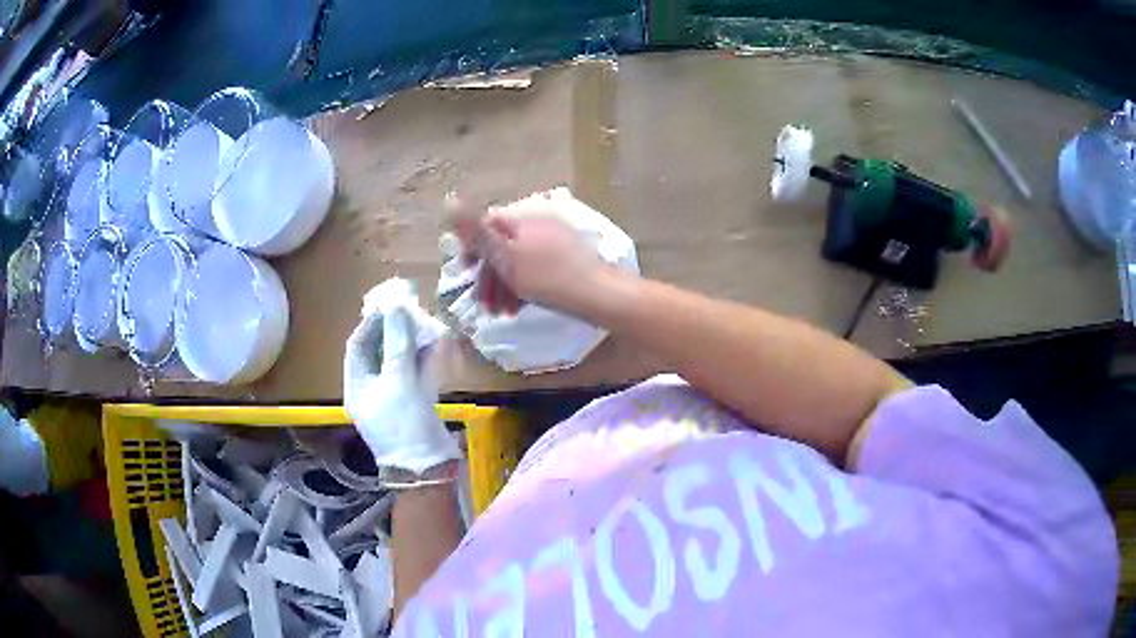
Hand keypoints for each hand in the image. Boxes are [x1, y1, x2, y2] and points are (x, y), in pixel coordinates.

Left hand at [344, 278, 459, 474]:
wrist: (428, 467)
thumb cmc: (404, 423)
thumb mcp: (399, 380)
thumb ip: (398, 343)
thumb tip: (396, 308)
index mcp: (357, 386)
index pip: (357, 346)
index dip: (370, 323)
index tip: (387, 304)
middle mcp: (372, 390)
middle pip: (378, 352)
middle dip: (393, 331)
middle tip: (409, 310)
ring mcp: (393, 398)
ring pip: (398, 362)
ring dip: (411, 343)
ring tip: (425, 323)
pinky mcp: (413, 404)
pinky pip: (415, 375)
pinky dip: (424, 359)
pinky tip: (437, 344)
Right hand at [452, 190, 610, 315]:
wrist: (601, 296)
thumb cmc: (549, 278)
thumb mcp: (506, 258)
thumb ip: (477, 232)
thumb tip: (449, 201)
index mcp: (524, 218)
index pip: (487, 223)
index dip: (471, 246)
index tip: (464, 271)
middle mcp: (539, 223)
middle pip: (502, 245)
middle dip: (488, 275)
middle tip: (484, 305)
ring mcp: (555, 241)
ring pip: (518, 260)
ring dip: (503, 286)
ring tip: (501, 313)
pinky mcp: (566, 260)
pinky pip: (535, 269)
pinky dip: (523, 287)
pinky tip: (519, 308)